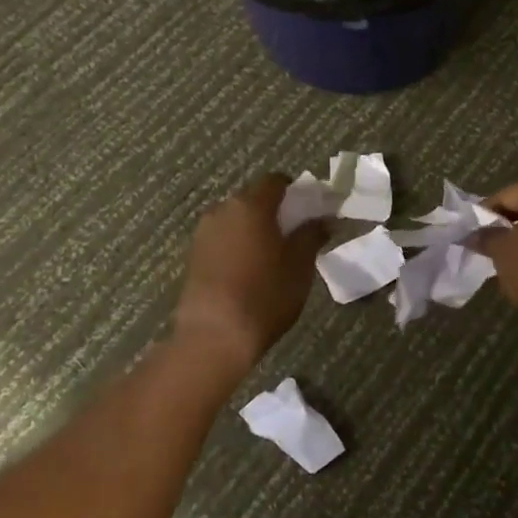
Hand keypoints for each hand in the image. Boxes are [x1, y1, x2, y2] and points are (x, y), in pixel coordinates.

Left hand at [172, 175, 327, 373]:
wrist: (214, 337)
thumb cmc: (265, 295)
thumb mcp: (300, 265)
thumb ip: (312, 235)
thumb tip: (324, 219)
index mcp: (251, 204)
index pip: (276, 181)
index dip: (295, 191)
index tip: (309, 211)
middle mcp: (222, 209)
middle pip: (254, 199)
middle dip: (274, 211)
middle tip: (294, 236)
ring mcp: (203, 233)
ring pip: (236, 220)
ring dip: (254, 230)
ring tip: (272, 257)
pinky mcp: (193, 256)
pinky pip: (222, 239)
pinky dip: (238, 246)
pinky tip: (249, 272)